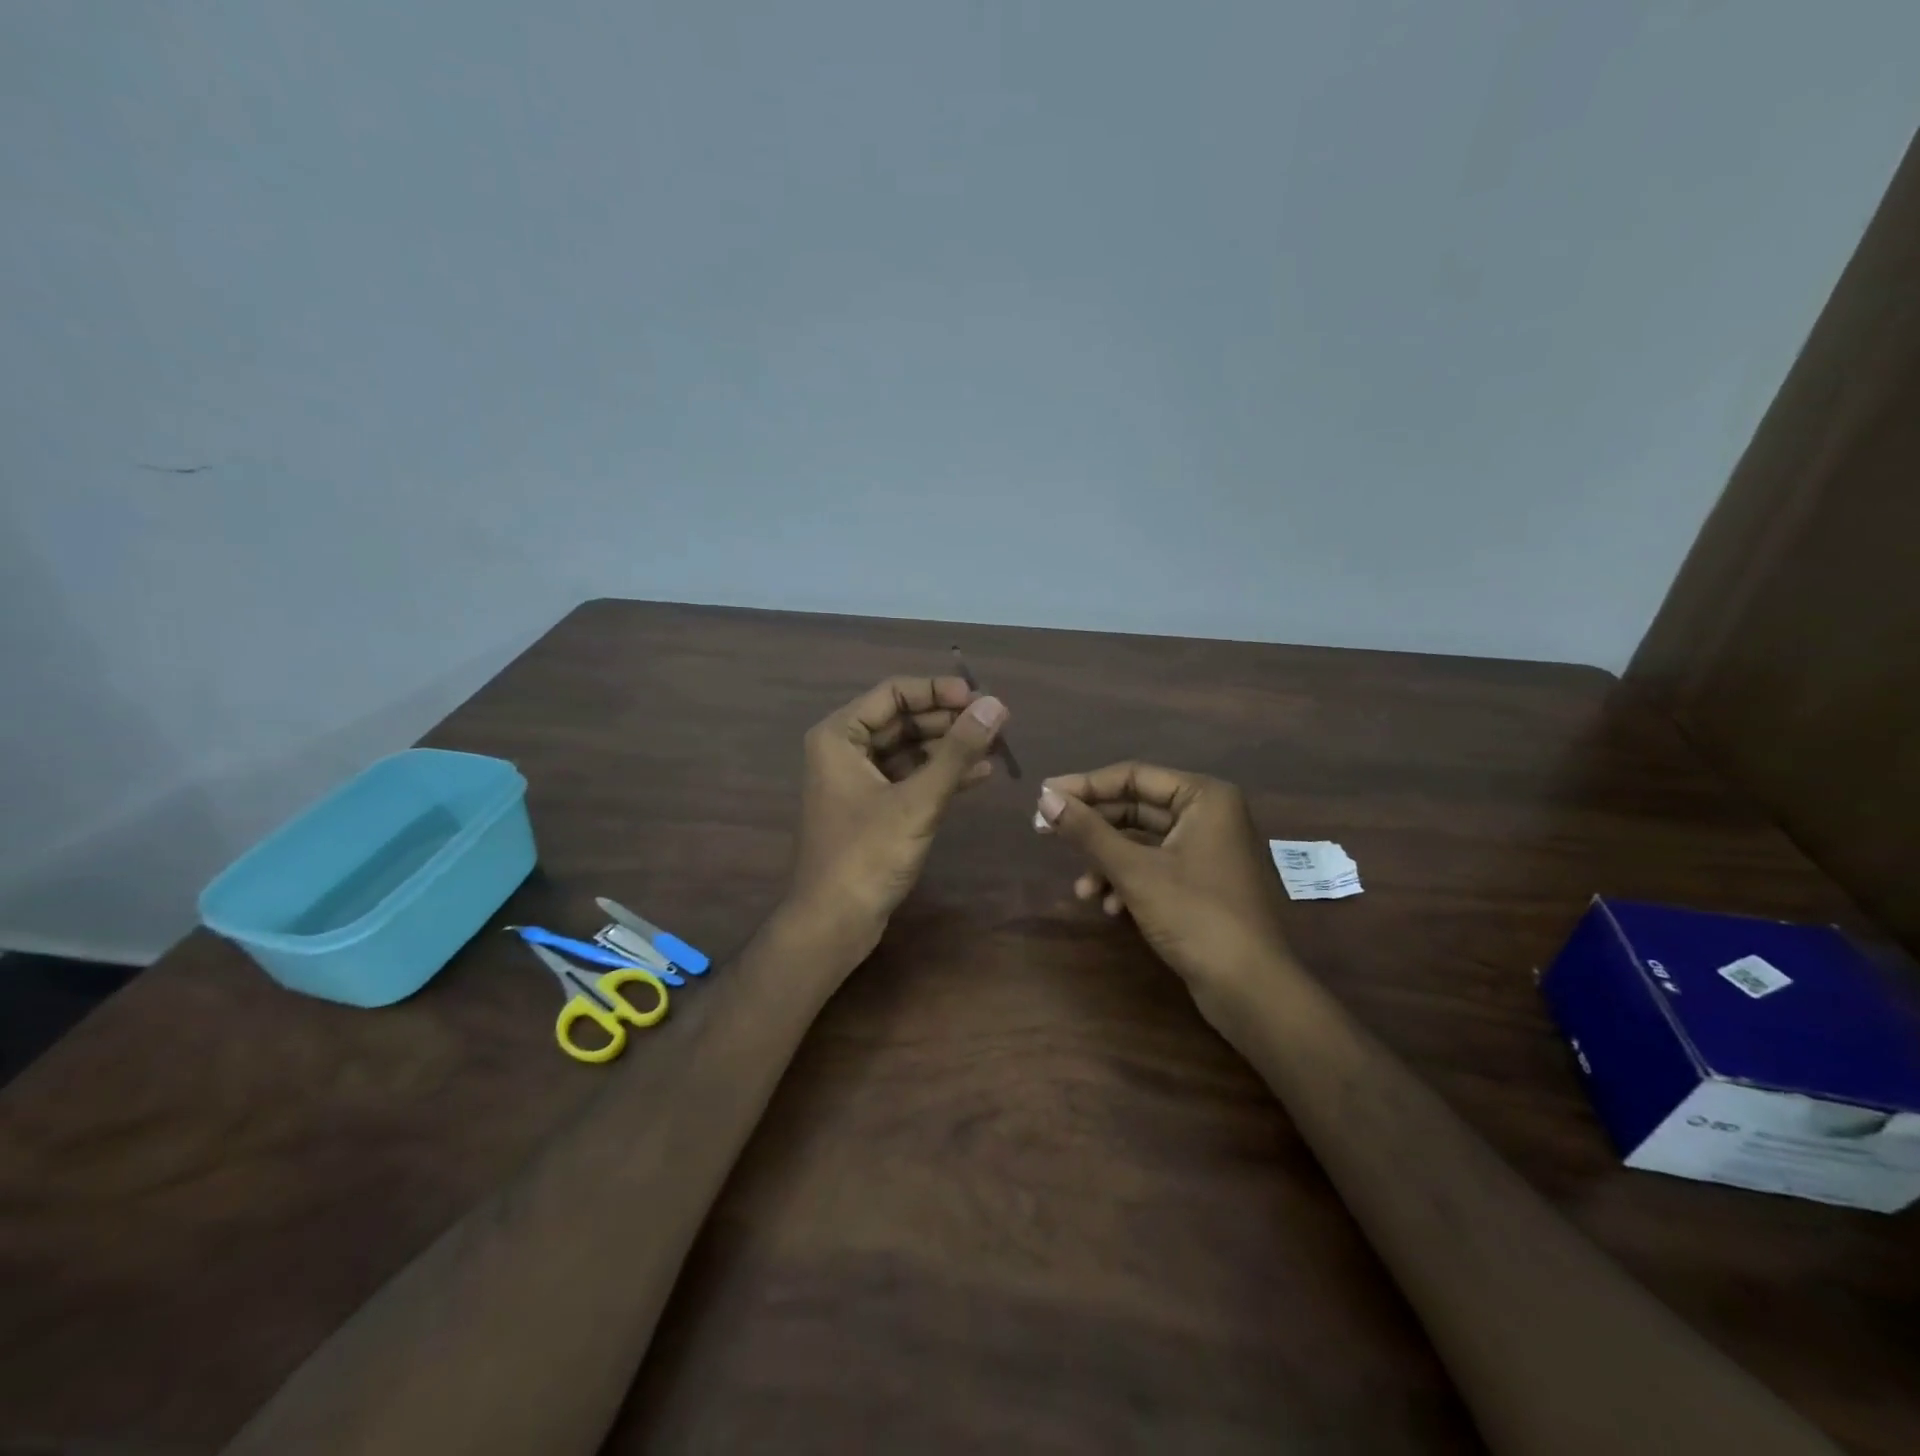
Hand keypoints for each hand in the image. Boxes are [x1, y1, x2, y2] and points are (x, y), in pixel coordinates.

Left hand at [787, 675, 1009, 956]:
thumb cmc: (867, 855)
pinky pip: (910, 778)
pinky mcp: (873, 808)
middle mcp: (844, 750)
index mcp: (839, 736)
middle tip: (996, 721)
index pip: (894, 693)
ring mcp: (858, 780)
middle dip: (950, 720)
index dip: (939, 691)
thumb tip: (995, 705)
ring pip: (910, 749)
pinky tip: (981, 774)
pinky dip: (941, 775)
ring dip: (950, 747)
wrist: (834, 922)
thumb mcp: (917, 800)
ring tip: (997, 745)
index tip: (980, 699)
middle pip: (903, 719)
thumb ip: (957, 751)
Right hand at [1033, 763, 1292, 1005]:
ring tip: (1081, 890)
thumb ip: (1088, 831)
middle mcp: (1208, 814)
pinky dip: (1128, 881)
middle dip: (1093, 828)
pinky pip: (1154, 866)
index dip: (1084, 786)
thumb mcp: (1134, 871)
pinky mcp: (1201, 881)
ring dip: (1106, 862)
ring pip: (1141, 841)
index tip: (1043, 797)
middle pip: (1135, 807)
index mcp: (1204, 797)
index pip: (1132, 776)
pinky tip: (1109, 907)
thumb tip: (1044, 798)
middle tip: (1044, 833)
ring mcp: (1206, 849)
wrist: (1250, 988)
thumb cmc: (1196, 916)